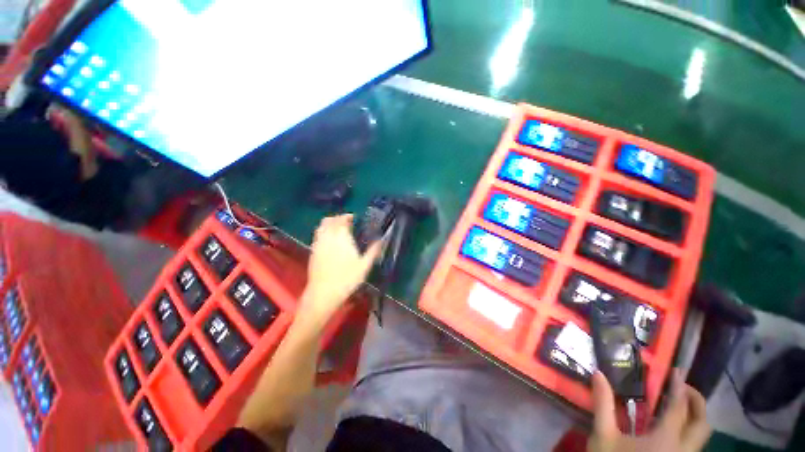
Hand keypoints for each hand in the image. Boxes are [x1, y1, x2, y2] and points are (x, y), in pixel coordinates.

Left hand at [301, 214, 381, 321]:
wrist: (323, 293)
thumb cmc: (347, 279)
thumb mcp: (364, 266)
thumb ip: (373, 251)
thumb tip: (382, 240)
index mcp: (342, 238)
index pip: (342, 220)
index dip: (347, 216)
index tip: (353, 217)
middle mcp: (328, 237)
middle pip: (329, 220)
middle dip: (338, 218)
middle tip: (346, 222)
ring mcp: (318, 243)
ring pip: (321, 226)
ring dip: (329, 223)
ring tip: (337, 228)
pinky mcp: (313, 251)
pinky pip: (317, 235)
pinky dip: (323, 231)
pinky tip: (330, 239)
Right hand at [589, 369, 710, 451]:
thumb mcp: (603, 434)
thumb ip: (603, 404)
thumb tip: (598, 373)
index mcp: (665, 440)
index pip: (679, 408)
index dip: (679, 388)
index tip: (676, 371)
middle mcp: (682, 450)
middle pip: (702, 424)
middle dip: (697, 402)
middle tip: (682, 387)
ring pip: (701, 437)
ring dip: (694, 417)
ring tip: (678, 405)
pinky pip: (692, 445)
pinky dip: (687, 431)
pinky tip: (671, 428)